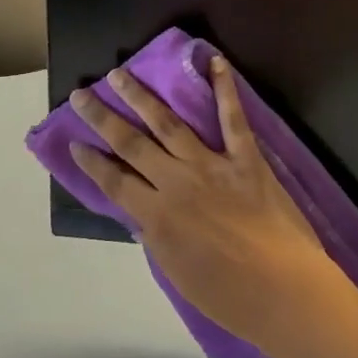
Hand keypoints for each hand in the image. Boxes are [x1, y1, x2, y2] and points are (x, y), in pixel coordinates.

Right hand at [71, 57, 346, 349]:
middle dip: (102, 118)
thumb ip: (156, 236)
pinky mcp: (245, 158)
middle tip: (81, 93)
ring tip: (120, 73)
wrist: (284, 292)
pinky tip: (215, 60)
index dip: (91, 161)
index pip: (114, 181)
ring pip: (169, 122)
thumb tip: (139, 212)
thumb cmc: (229, 297)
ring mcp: (212, 165)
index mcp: (157, 216)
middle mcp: (177, 182)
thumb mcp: (177, 272)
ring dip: (142, 96)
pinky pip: (232, 118)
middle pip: (131, 143)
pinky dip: (224, 87)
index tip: (73, 141)